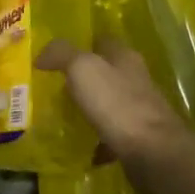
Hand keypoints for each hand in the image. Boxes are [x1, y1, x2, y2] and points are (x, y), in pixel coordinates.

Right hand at [36, 37, 194, 193]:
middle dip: (85, 79)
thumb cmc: (117, 104)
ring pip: (111, 104)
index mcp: (125, 58)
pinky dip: (99, 140)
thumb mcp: (83, 69)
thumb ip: (62, 55)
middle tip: (55, 87)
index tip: (58, 56)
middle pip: (108, 73)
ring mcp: (140, 111)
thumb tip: (41, 55)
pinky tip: (83, 148)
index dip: (82, 44)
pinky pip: (113, 135)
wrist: (153, 152)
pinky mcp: (140, 139)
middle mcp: (136, 80)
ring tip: (65, 117)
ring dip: (92, 108)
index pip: (103, 41)